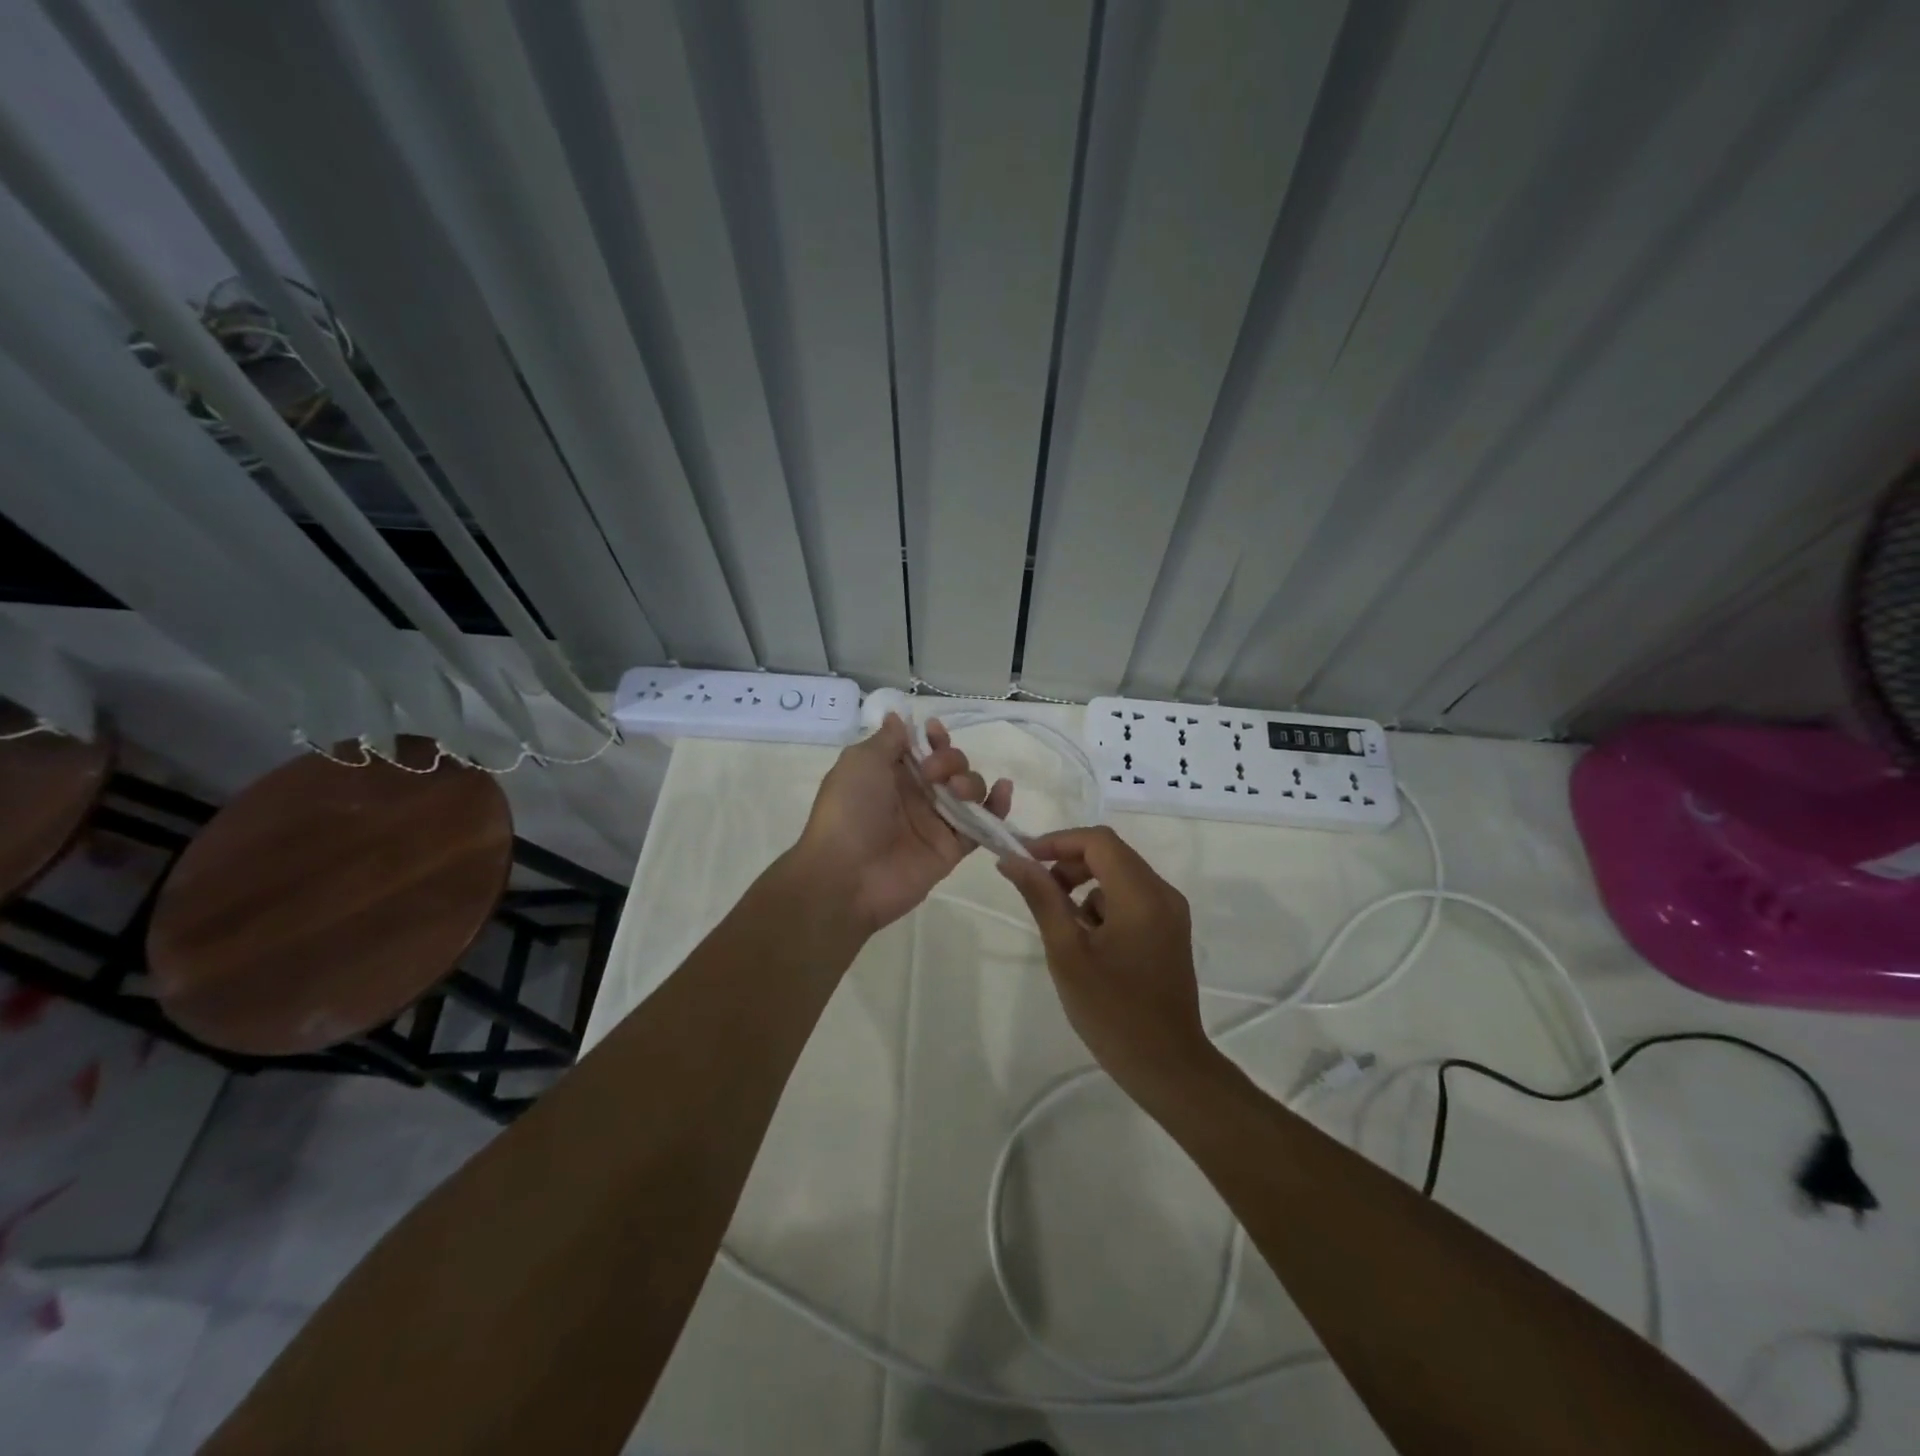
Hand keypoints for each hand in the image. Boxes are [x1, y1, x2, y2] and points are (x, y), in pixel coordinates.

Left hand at [793, 714, 1011, 935]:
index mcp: (890, 774)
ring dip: (971, 781)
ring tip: (957, 790)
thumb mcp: (860, 762)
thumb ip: (887, 740)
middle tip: (933, 773)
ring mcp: (935, 822)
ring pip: (969, 791)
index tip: (934, 732)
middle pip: (950, 766)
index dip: (933, 738)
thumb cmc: (849, 811)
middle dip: (951, 759)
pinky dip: (997, 807)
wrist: (847, 875)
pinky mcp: (951, 848)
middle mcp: (915, 795)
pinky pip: (981, 825)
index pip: (922, 748)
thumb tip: (898, 717)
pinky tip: (1003, 790)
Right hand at [998, 827, 1214, 1091]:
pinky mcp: (1171, 930)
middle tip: (1037, 891)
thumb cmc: (1112, 1012)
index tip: (1024, 860)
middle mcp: (1163, 894)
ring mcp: (1171, 913)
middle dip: (1068, 864)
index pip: (1098, 841)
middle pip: (1111, 854)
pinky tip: (1089, 943)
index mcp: (1141, 895)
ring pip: (1120, 876)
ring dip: (1085, 887)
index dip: (1057, 841)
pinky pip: (1132, 898)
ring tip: (1063, 928)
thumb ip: (1042, 898)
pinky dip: (1104, 905)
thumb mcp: (1067, 953)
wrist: (1167, 1067)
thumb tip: (1012, 860)